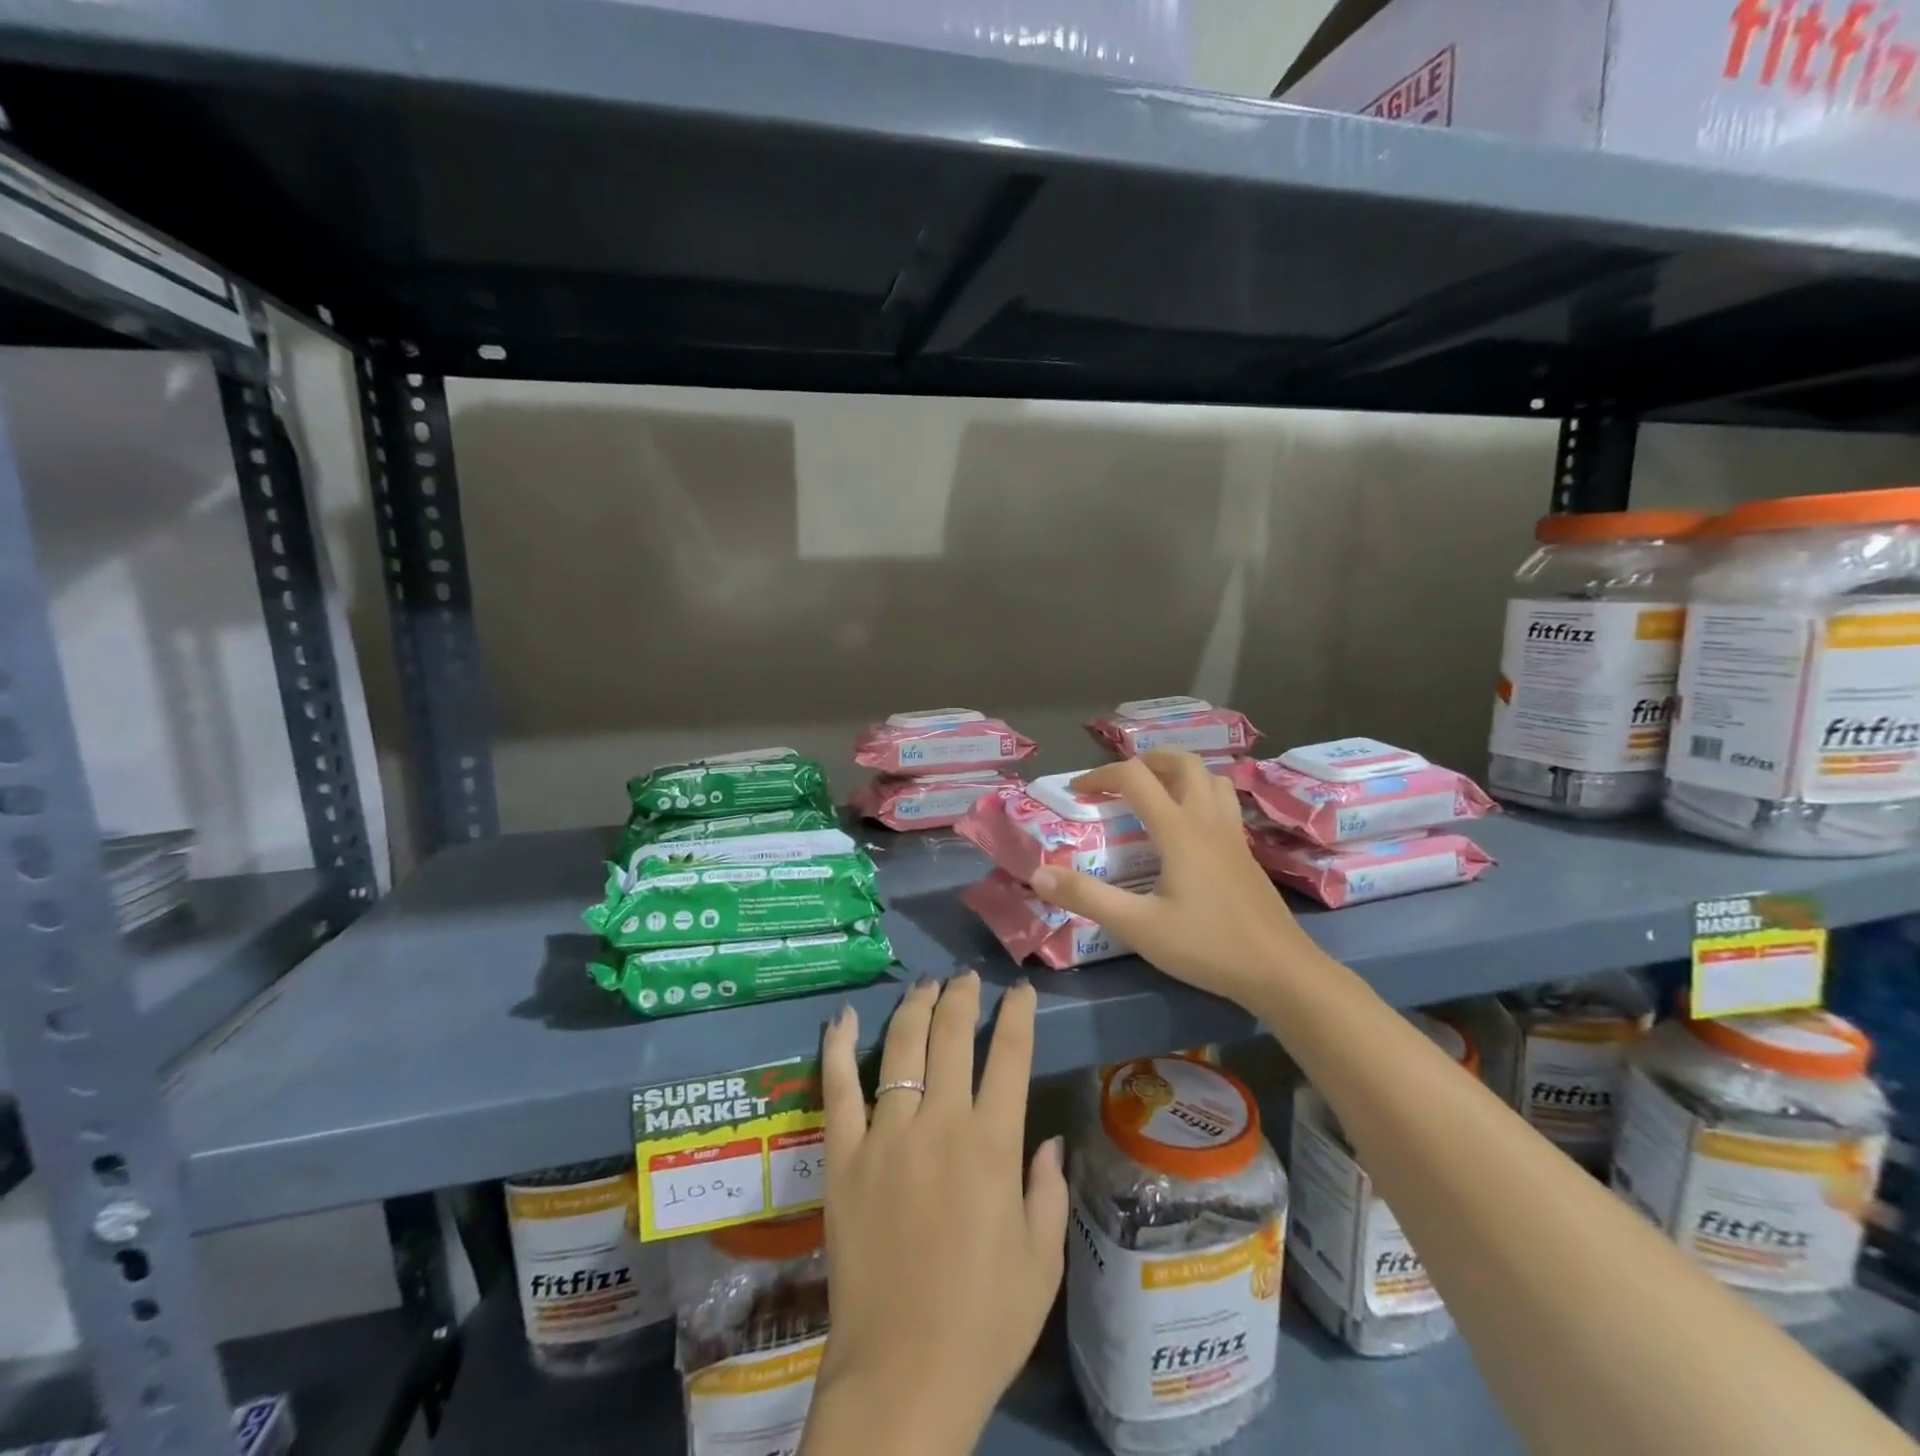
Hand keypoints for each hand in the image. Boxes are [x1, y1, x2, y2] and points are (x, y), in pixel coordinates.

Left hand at [803, 973, 1067, 1455]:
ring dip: (915, 1007)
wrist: (903, 1374)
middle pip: (951, 1035)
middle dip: (962, 997)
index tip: (1019, 990)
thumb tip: (1050, 1141)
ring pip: (900, 1047)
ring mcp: (886, 1136)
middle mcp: (939, 1124)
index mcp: (992, 1145)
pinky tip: (842, 1017)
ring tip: (925, 985)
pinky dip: (837, 1047)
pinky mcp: (843, 1157)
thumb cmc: (985, 1322)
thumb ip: (1048, 1192)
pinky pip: (837, 1089)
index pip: (1009, 1055)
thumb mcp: (1041, 1261)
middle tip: (966, 979)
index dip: (1016, 1014)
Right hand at [1029, 751, 1312, 1006]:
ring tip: (1155, 792)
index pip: (1135, 778)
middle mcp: (1207, 821)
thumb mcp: (1139, 927)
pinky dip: (1199, 794)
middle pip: (1181, 762)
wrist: (1280, 971)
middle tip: (1119, 781)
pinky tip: (1188, 828)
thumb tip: (1039, 875)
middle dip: (1145, 761)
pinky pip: (1223, 802)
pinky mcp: (1245, 852)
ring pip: (1210, 778)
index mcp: (1178, 830)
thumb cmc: (1207, 946)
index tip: (1077, 792)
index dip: (1100, 775)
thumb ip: (1087, 898)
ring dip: (1178, 772)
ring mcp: (1232, 834)